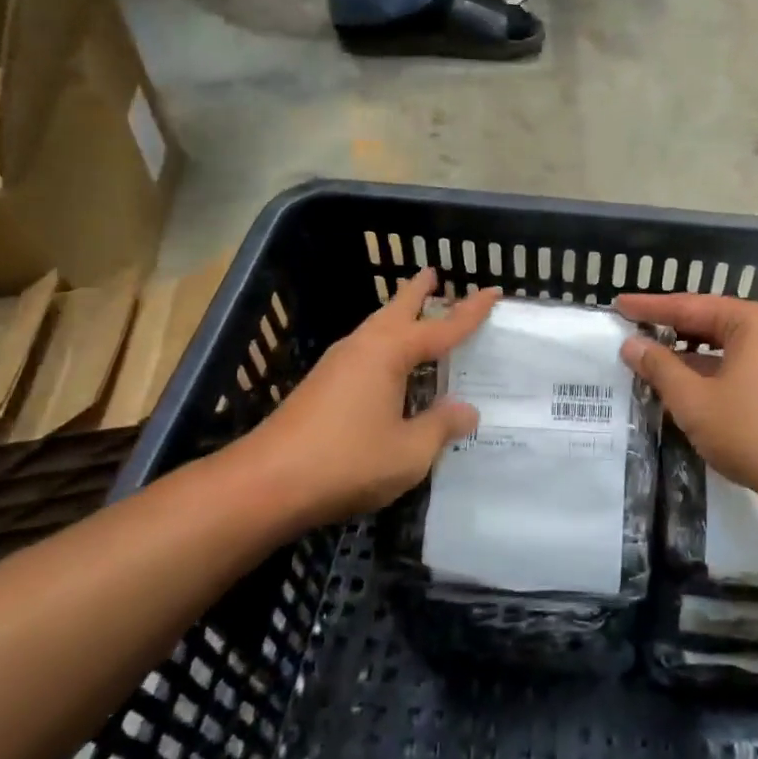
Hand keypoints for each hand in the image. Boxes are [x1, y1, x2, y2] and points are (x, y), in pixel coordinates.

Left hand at [236, 269, 498, 525]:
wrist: (265, 484)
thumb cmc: (346, 462)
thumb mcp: (409, 451)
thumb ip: (441, 427)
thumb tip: (467, 410)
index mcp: (388, 353)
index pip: (441, 327)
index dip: (470, 311)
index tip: (493, 290)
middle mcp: (362, 348)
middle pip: (397, 310)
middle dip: (419, 292)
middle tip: (435, 274)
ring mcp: (336, 365)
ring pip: (377, 329)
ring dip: (399, 316)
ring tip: (417, 313)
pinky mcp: (320, 387)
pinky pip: (365, 351)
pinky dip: (386, 345)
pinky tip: (389, 367)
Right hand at [614, 292, 757, 509]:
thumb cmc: (749, 430)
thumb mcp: (693, 399)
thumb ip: (659, 367)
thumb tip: (631, 345)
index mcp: (748, 322)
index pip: (688, 306)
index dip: (650, 308)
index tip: (618, 304)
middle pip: (705, 321)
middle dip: (667, 327)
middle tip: (629, 326)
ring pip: (717, 347)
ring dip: (683, 354)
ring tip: (646, 356)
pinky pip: (729, 366)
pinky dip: (702, 372)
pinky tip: (677, 385)